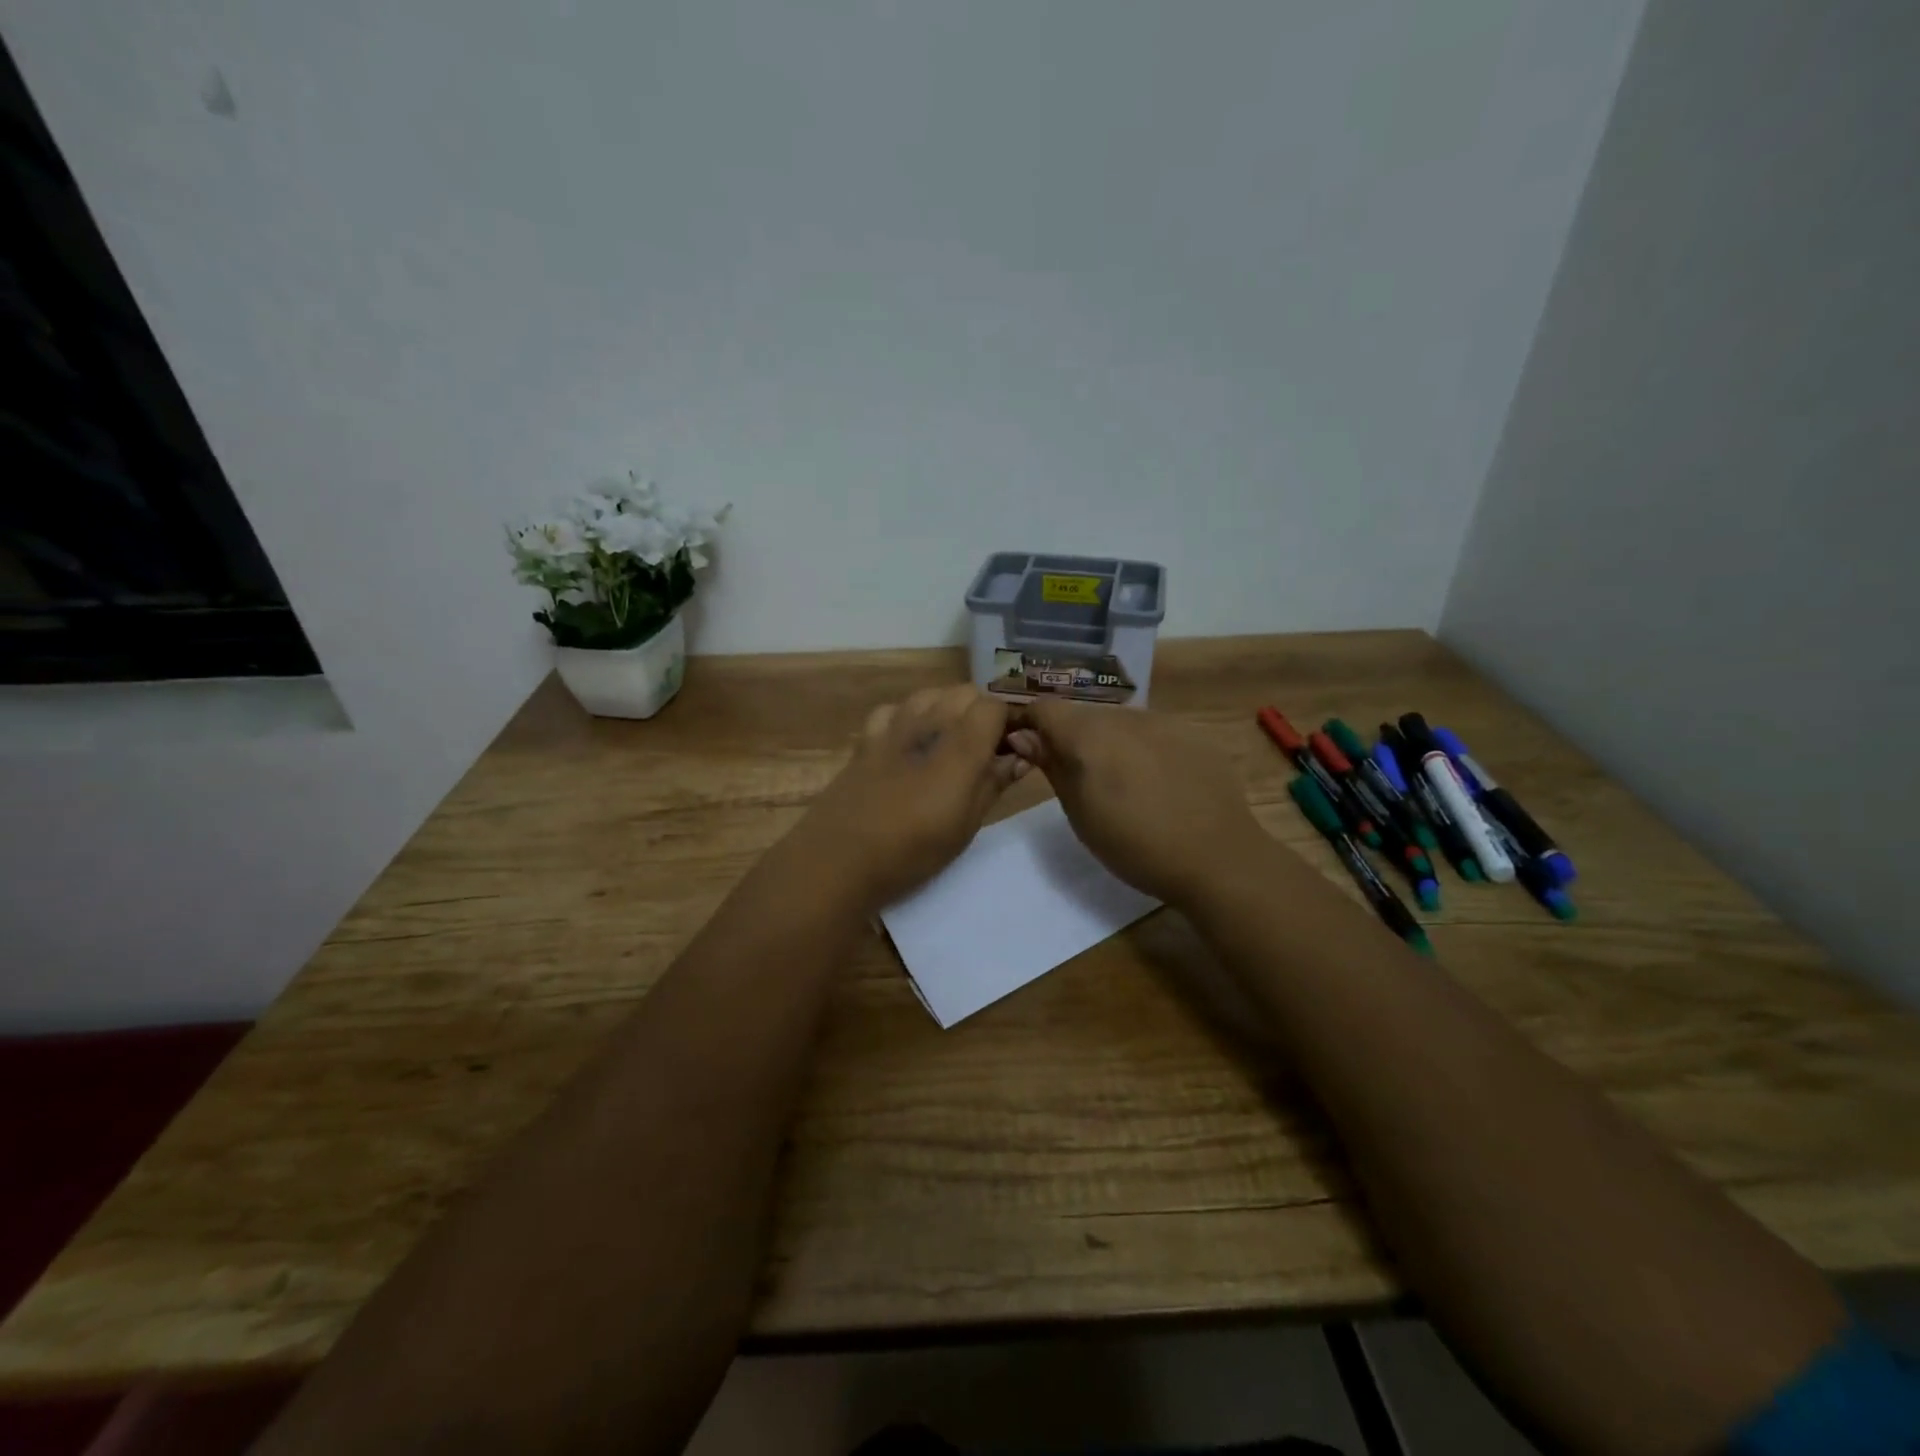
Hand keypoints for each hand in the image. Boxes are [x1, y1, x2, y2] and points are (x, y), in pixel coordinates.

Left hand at [790, 685, 1028, 910]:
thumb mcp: (967, 824)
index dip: (1008, 721)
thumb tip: (1019, 757)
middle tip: (984, 748)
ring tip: (949, 741)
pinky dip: (907, 716)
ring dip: (946, 707)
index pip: (994, 705)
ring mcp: (894, 725)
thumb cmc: (914, 848)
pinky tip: (907, 741)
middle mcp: (930, 723)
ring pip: (930, 693)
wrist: (842, 856)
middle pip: (965, 692)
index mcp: (962, 744)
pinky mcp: (866, 737)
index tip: (1011, 747)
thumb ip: (995, 783)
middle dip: (980, 711)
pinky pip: (893, 709)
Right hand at [1008, 700, 1270, 907]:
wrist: (1216, 858)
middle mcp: (1124, 716)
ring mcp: (1163, 721)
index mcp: (1089, 735)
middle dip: (1072, 738)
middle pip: (1084, 715)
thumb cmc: (1134, 845)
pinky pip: (1154, 732)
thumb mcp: (1079, 813)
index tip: (1029, 751)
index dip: (1030, 725)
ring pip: (1120, 722)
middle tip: (1080, 779)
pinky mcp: (1194, 733)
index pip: (1044, 709)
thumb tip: (1023, 735)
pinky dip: (1145, 749)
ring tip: (1124, 784)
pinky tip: (1160, 783)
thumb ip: (1052, 765)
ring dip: (1110, 743)